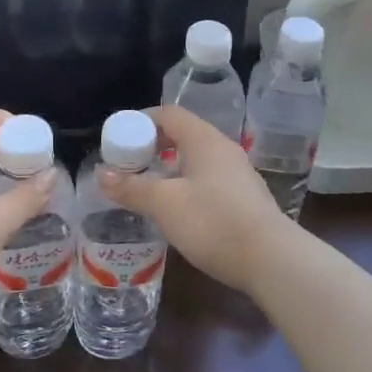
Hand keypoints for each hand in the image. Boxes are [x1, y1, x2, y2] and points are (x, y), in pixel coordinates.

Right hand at [98, 105, 294, 293]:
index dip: (141, 121)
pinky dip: (187, 185)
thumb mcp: (164, 204)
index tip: (119, 140)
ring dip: (170, 168)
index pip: (169, 114)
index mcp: (204, 139)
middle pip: (183, 135)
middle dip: (153, 147)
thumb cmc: (212, 222)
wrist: (270, 257)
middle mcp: (223, 149)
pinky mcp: (245, 198)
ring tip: (148, 189)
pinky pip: (209, 179)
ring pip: (196, 159)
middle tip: (129, 166)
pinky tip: (178, 210)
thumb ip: (132, 188)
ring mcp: (238, 173)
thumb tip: (102, 174)